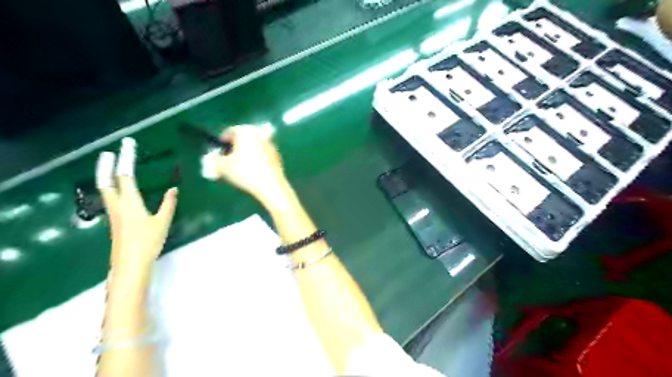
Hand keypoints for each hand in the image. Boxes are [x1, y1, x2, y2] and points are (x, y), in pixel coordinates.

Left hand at [96, 137, 178, 270]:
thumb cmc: (148, 242)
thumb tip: (173, 190)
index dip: (125, 159)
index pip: (125, 176)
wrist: (130, 265)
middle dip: (105, 166)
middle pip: (105, 182)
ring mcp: (114, 214)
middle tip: (107, 153)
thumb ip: (168, 204)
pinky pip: (111, 199)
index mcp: (130, 203)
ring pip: (106, 191)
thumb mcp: (163, 222)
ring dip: (106, 176)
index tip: (127, 145)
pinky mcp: (115, 222)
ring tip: (111, 168)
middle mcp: (117, 206)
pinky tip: (120, 191)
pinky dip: (112, 188)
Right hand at [205, 126, 288, 204]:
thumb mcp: (222, 167)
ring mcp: (270, 144)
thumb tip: (211, 159)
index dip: (222, 142)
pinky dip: (257, 159)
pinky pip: (263, 154)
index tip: (218, 153)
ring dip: (246, 153)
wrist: (271, 185)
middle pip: (243, 138)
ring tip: (240, 167)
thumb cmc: (245, 172)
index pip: (230, 131)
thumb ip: (213, 161)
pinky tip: (253, 171)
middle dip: (235, 147)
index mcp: (245, 131)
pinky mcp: (277, 155)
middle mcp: (259, 134)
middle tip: (228, 160)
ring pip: (254, 146)